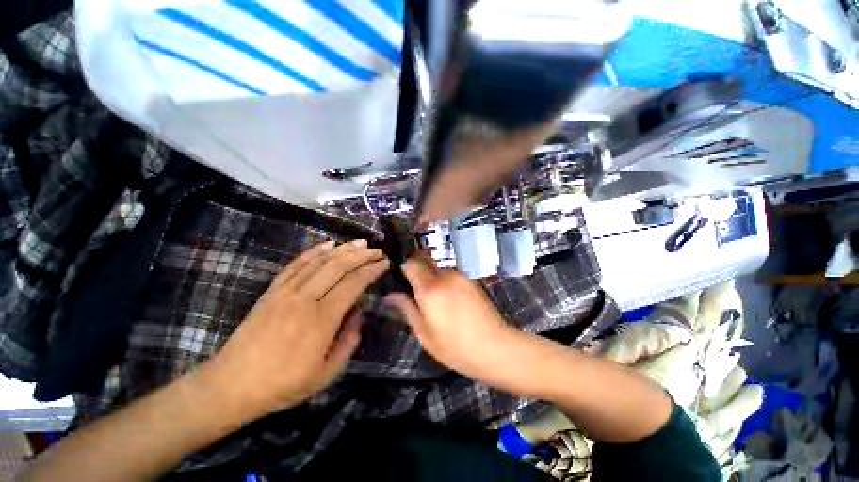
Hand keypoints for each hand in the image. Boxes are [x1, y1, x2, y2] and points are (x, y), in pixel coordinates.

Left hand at [197, 240, 389, 419]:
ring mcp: (286, 292)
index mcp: (322, 320)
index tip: (385, 263)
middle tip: (377, 250)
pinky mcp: (272, 291)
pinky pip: (296, 265)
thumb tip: (359, 313)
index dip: (371, 270)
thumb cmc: (282, 384)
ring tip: (360, 243)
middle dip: (362, 255)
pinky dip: (313, 251)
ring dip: (343, 249)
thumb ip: (349, 341)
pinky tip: (327, 244)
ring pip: (319, 262)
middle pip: (338, 267)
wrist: (231, 386)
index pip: (353, 284)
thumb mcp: (326, 373)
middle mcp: (305, 299)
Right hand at [386, 256, 518, 382]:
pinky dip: (443, 282)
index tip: (395, 273)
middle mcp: (445, 276)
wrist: (497, 348)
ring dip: (430, 277)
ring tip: (431, 299)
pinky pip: (451, 275)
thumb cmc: (455, 347)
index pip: (410, 263)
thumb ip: (407, 309)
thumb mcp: (425, 333)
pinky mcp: (471, 280)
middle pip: (424, 261)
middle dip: (415, 269)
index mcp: (430, 289)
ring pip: (438, 268)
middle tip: (411, 288)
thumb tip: (391, 294)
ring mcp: (460, 276)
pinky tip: (448, 301)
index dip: (401, 264)